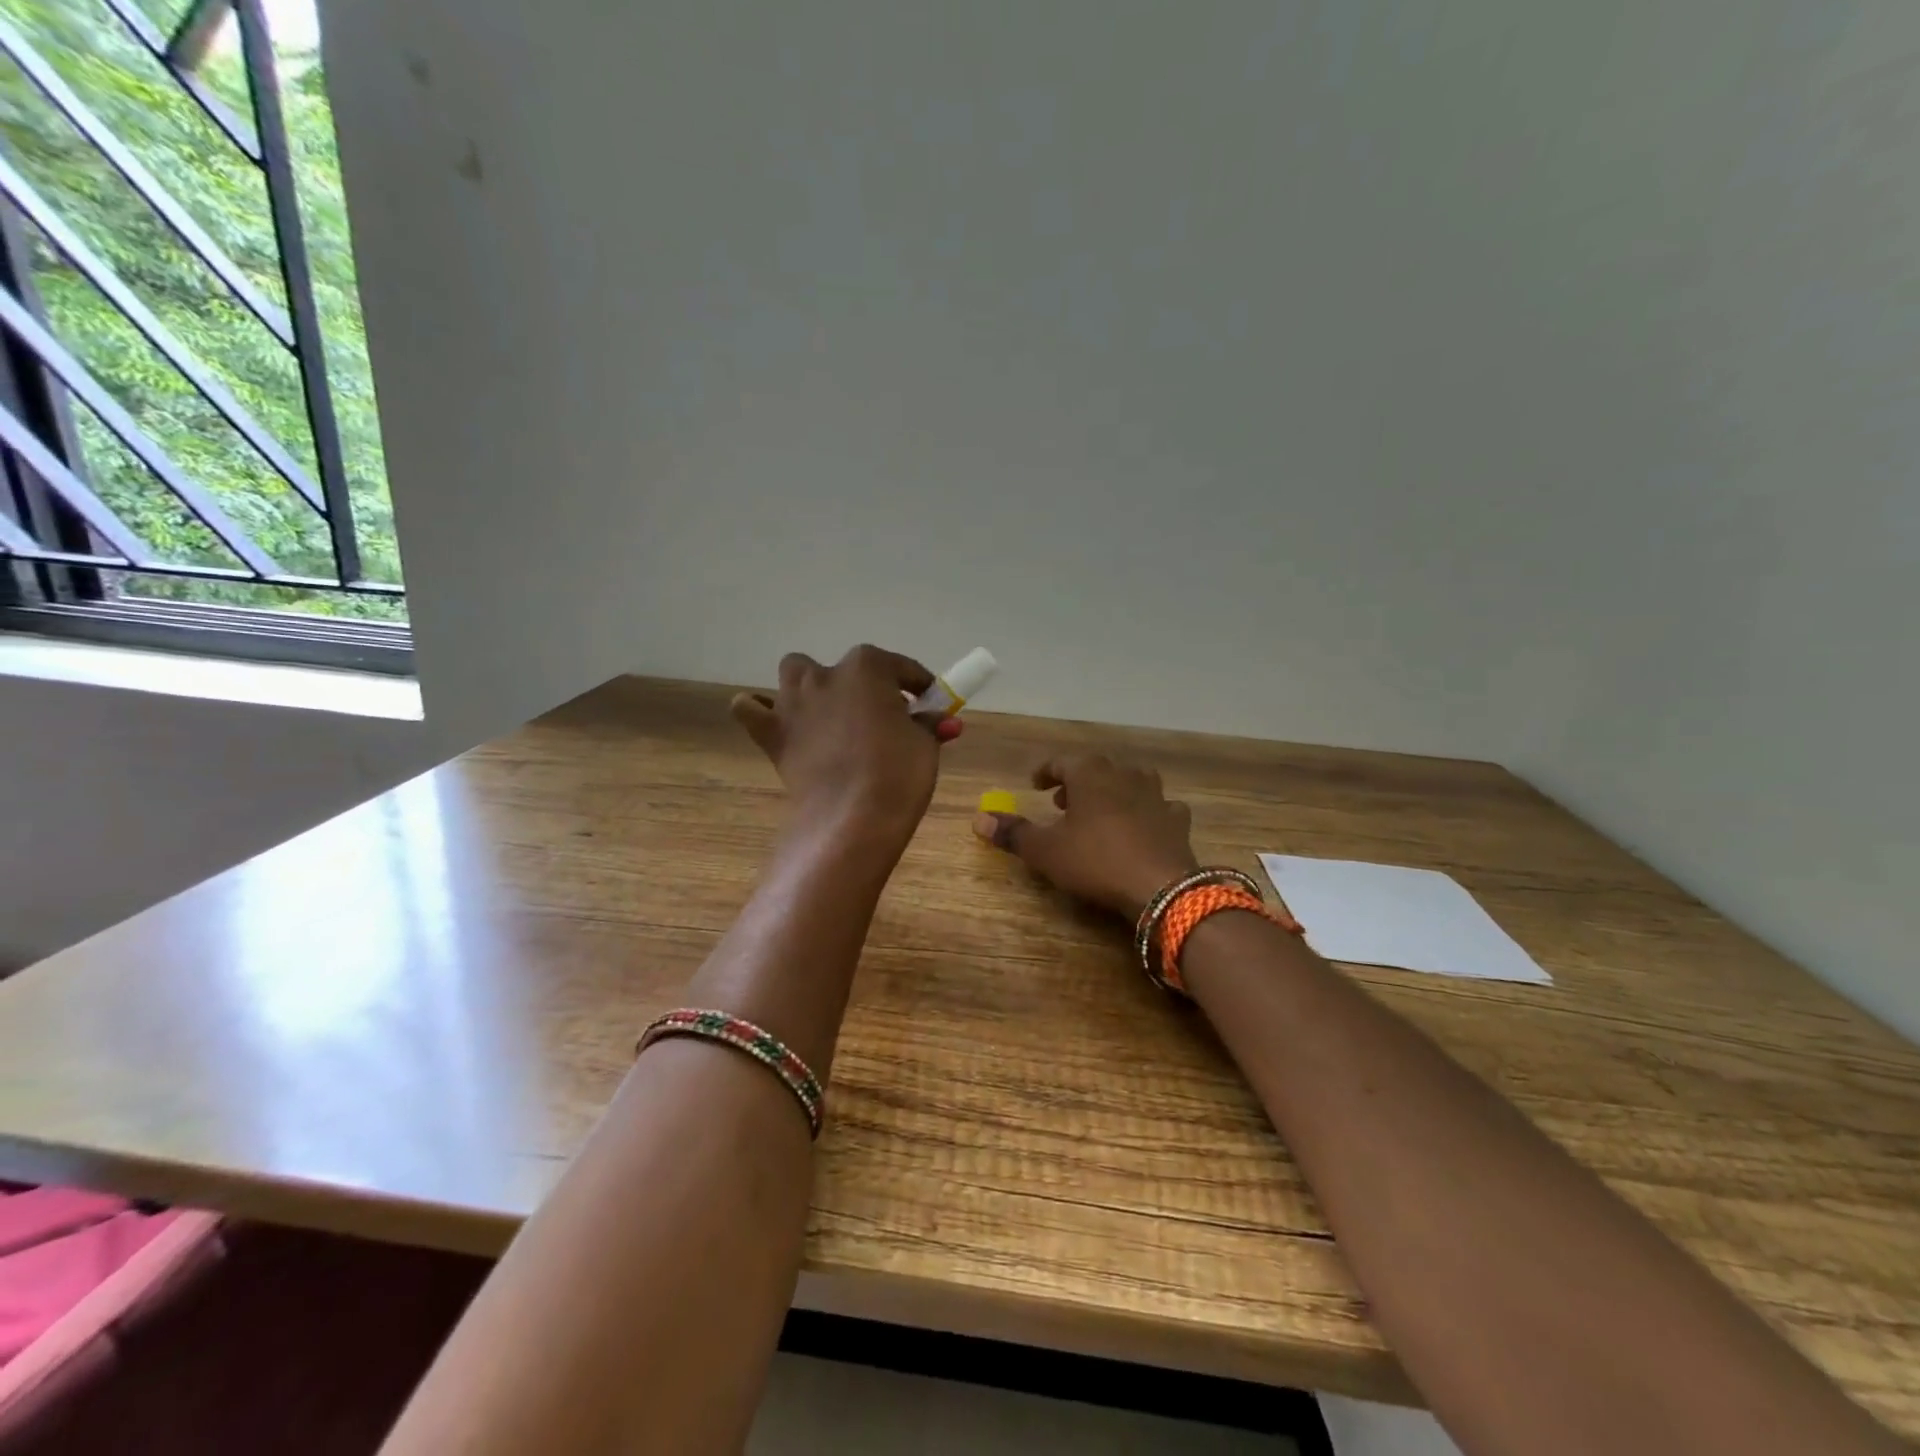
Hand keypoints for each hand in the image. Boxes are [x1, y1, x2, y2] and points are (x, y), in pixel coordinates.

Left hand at [731, 645, 956, 840]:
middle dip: (863, 686)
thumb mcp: (925, 745)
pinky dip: (760, 711)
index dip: (918, 685)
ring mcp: (792, 701)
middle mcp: (825, 674)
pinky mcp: (771, 733)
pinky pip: (751, 709)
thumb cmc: (897, 774)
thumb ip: (928, 725)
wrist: (851, 819)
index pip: (900, 668)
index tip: (928, 703)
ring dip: (812, 688)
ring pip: (795, 675)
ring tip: (830, 716)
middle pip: (847, 669)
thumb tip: (940, 720)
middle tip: (880, 717)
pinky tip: (779, 724)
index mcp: (868, 667)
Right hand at [972, 755, 1198, 918]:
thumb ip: (1013, 833)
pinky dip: (1147, 812)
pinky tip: (1143, 826)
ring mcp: (1156, 795)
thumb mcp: (1046, 850)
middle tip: (1063, 802)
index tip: (1035, 784)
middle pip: (1097, 769)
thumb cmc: (1095, 860)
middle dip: (1078, 782)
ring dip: (1113, 792)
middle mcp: (1124, 774)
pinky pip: (1159, 807)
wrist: (1161, 887)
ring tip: (1101, 812)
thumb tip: (979, 819)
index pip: (1062, 762)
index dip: (1046, 772)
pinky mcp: (1177, 819)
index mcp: (1090, 774)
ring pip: (1131, 782)